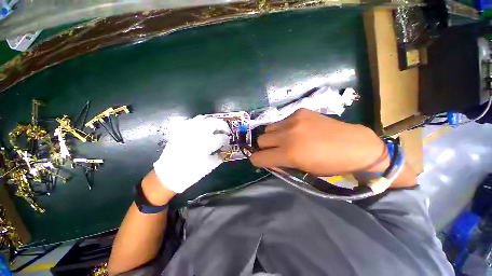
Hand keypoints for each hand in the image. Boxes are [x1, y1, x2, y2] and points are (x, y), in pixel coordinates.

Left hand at [153, 115, 229, 192]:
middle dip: (223, 125)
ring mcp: (187, 130)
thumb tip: (225, 150)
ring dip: (212, 121)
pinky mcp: (180, 131)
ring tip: (216, 128)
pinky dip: (200, 123)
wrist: (169, 175)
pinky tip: (203, 128)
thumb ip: (220, 156)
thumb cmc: (191, 172)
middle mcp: (197, 134)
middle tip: (226, 131)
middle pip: (214, 122)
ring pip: (202, 118)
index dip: (227, 140)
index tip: (228, 144)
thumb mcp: (210, 166)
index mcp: (206, 144)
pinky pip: (191, 121)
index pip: (222, 138)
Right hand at [250, 109, 388, 175]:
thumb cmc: (329, 165)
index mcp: (289, 153)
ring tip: (286, 138)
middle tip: (276, 149)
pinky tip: (297, 129)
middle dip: (265, 147)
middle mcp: (288, 134)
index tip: (261, 160)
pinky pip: (282, 120)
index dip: (257, 160)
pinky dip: (284, 127)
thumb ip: (281, 164)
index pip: (258, 157)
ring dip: (273, 136)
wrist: (355, 145)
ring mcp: (293, 120)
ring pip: (268, 128)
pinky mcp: (300, 111)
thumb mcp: (302, 170)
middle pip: (261, 140)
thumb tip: (268, 159)